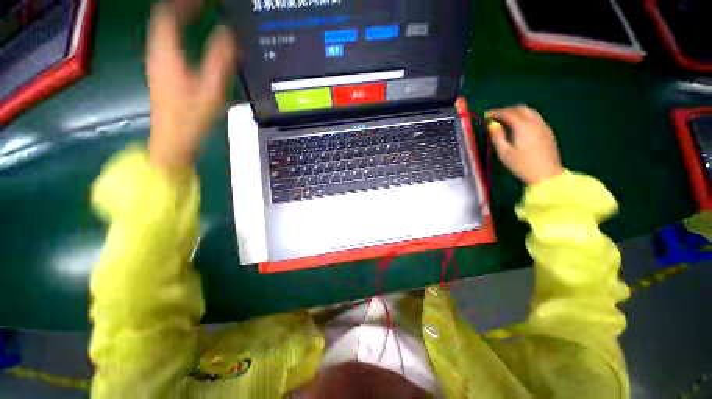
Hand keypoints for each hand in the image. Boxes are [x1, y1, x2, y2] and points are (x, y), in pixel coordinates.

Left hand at [146, 3, 236, 171]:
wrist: (173, 140)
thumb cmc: (191, 117)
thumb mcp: (211, 90)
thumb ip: (220, 61)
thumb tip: (229, 35)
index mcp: (167, 53)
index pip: (168, 13)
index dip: (184, 2)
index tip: (203, 1)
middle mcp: (157, 53)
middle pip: (163, 18)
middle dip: (181, 7)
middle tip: (203, 6)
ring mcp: (157, 63)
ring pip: (163, 30)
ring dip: (179, 18)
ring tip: (198, 15)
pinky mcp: (161, 73)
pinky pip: (166, 43)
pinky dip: (178, 33)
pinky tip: (190, 38)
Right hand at [485, 106, 563, 185]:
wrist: (546, 175)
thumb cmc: (521, 165)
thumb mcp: (504, 152)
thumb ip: (497, 136)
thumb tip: (492, 125)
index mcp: (523, 126)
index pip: (508, 113)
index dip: (496, 112)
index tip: (486, 115)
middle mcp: (534, 122)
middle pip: (520, 108)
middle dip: (506, 110)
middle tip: (495, 116)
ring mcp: (543, 126)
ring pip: (529, 111)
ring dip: (516, 112)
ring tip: (505, 119)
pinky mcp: (547, 131)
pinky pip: (535, 118)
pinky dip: (524, 117)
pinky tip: (518, 125)